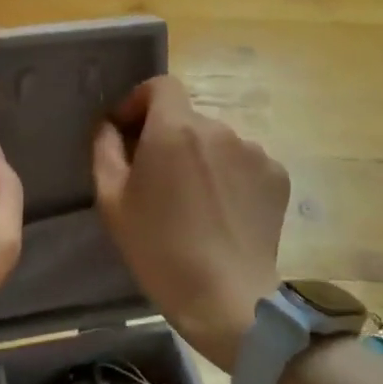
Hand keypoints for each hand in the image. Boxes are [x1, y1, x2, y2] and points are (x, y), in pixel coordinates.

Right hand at [91, 77, 290, 371]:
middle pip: (187, 118)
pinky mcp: (277, 175)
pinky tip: (223, 212)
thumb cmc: (158, 248)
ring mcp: (254, 151)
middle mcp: (219, 128)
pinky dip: (230, 177)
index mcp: (175, 128)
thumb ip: (105, 149)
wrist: (226, 297)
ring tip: (194, 202)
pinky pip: (244, 163)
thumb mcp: (112, 199)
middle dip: (169, 138)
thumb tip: (111, 126)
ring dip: (201, 158)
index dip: (141, 102)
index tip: (130, 133)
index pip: (161, 85)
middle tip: (158, 180)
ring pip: (217, 142)